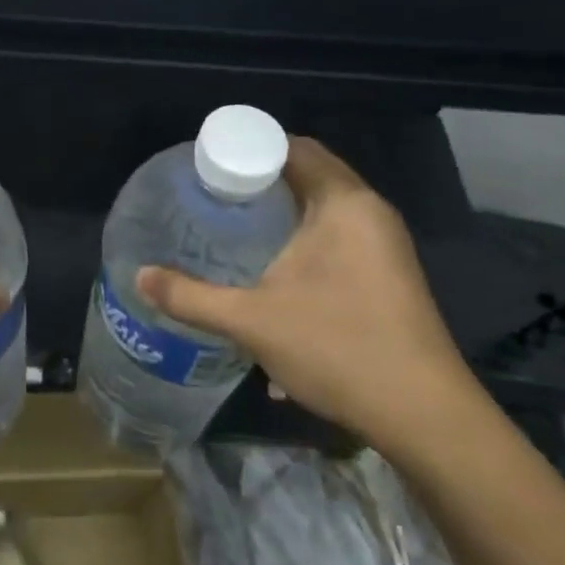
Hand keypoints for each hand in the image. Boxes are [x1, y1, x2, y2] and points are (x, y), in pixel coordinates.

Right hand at [136, 136, 476, 452]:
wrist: (425, 417)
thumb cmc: (339, 348)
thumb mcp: (251, 321)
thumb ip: (190, 296)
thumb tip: (139, 277)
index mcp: (344, 203)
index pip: (293, 146)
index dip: (248, 147)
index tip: (207, 162)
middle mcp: (370, 212)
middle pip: (308, 173)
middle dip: (259, 179)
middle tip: (211, 193)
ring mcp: (384, 245)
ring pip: (323, 206)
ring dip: (281, 210)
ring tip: (233, 225)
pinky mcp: (388, 274)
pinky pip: (337, 233)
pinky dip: (302, 235)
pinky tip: (272, 268)